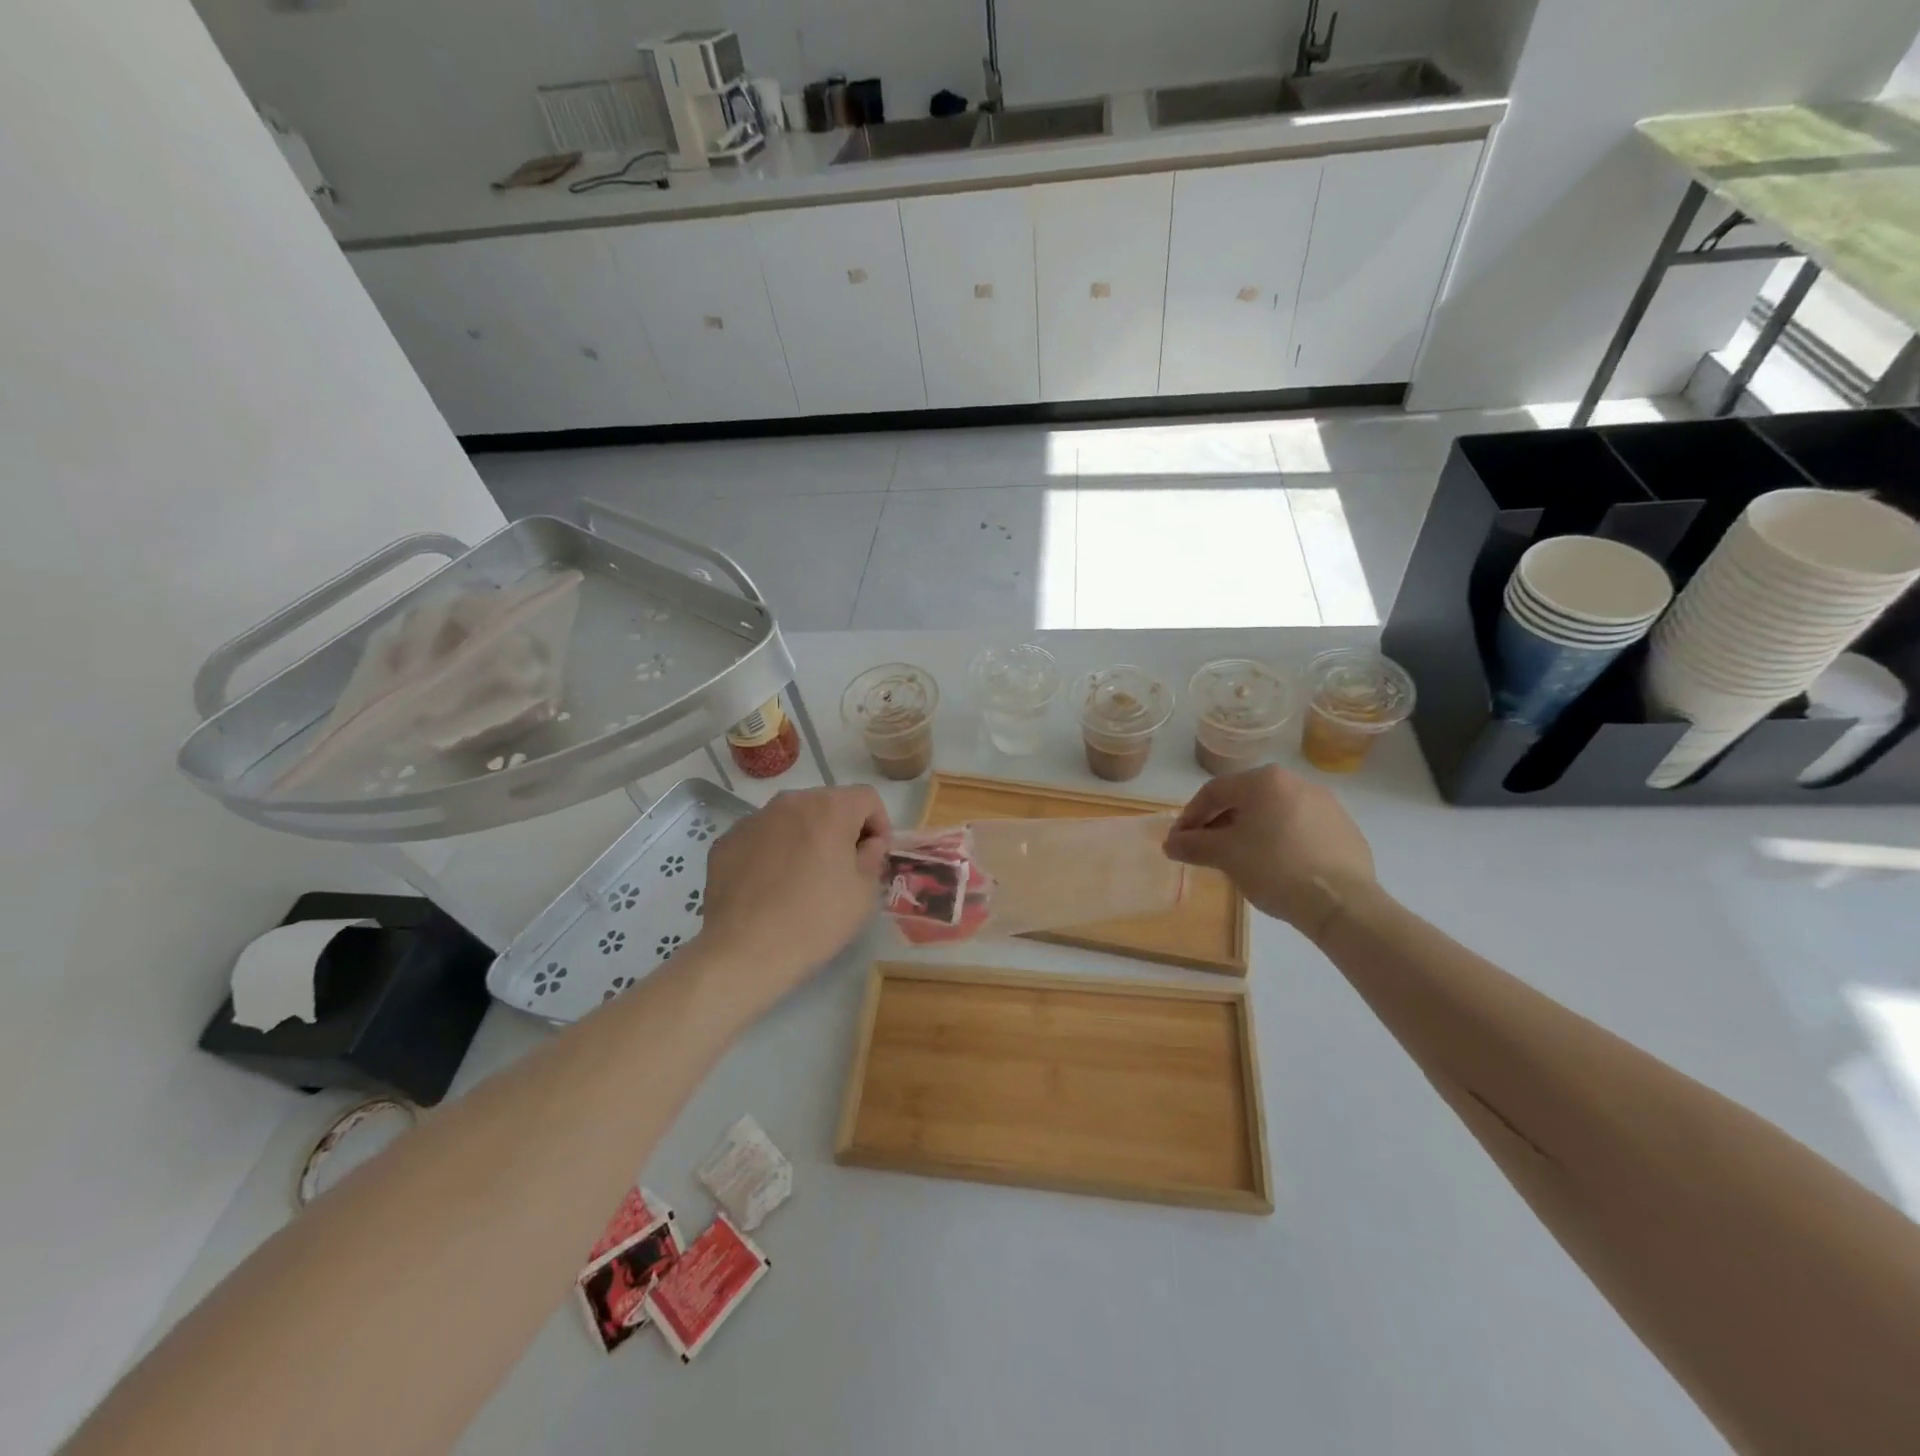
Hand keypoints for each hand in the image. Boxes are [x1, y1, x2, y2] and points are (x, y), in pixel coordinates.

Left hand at [698, 786, 890, 1010]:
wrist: (745, 951)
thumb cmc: (816, 920)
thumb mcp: (864, 893)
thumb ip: (872, 857)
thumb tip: (867, 844)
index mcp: (829, 808)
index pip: (866, 797)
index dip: (879, 823)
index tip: (875, 856)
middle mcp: (790, 802)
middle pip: (827, 803)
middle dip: (841, 828)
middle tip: (842, 867)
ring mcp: (753, 819)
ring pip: (791, 818)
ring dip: (805, 837)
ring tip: (803, 877)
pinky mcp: (726, 841)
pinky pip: (761, 837)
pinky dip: (772, 851)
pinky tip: (770, 886)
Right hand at [1163, 767, 1375, 940]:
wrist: (1341, 903)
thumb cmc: (1274, 868)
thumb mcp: (1225, 855)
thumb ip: (1193, 844)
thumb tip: (1170, 843)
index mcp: (1265, 780)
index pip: (1214, 791)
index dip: (1191, 815)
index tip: (1180, 840)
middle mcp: (1297, 782)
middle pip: (1245, 799)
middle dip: (1220, 822)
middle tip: (1206, 849)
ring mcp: (1326, 804)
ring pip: (1274, 813)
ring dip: (1250, 831)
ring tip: (1240, 859)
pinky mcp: (1344, 829)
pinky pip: (1300, 828)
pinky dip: (1281, 841)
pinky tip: (1277, 867)